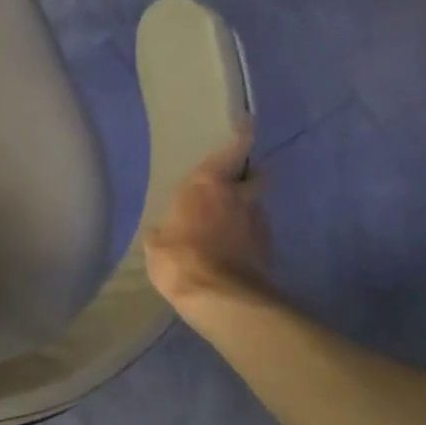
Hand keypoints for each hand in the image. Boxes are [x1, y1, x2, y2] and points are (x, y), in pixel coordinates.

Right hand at [144, 127, 273, 311]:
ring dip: (245, 211)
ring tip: (227, 225)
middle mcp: (239, 196)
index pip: (234, 148)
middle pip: (254, 175)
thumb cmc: (179, 260)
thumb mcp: (156, 245)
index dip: (241, 137)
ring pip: (255, 206)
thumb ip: (165, 230)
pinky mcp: (269, 248)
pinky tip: (232, 250)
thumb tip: (165, 231)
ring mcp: (259, 222)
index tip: (246, 126)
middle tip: (233, 184)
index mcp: (208, 185)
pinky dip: (246, 237)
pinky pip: (256, 233)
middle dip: (247, 177)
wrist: (222, 298)